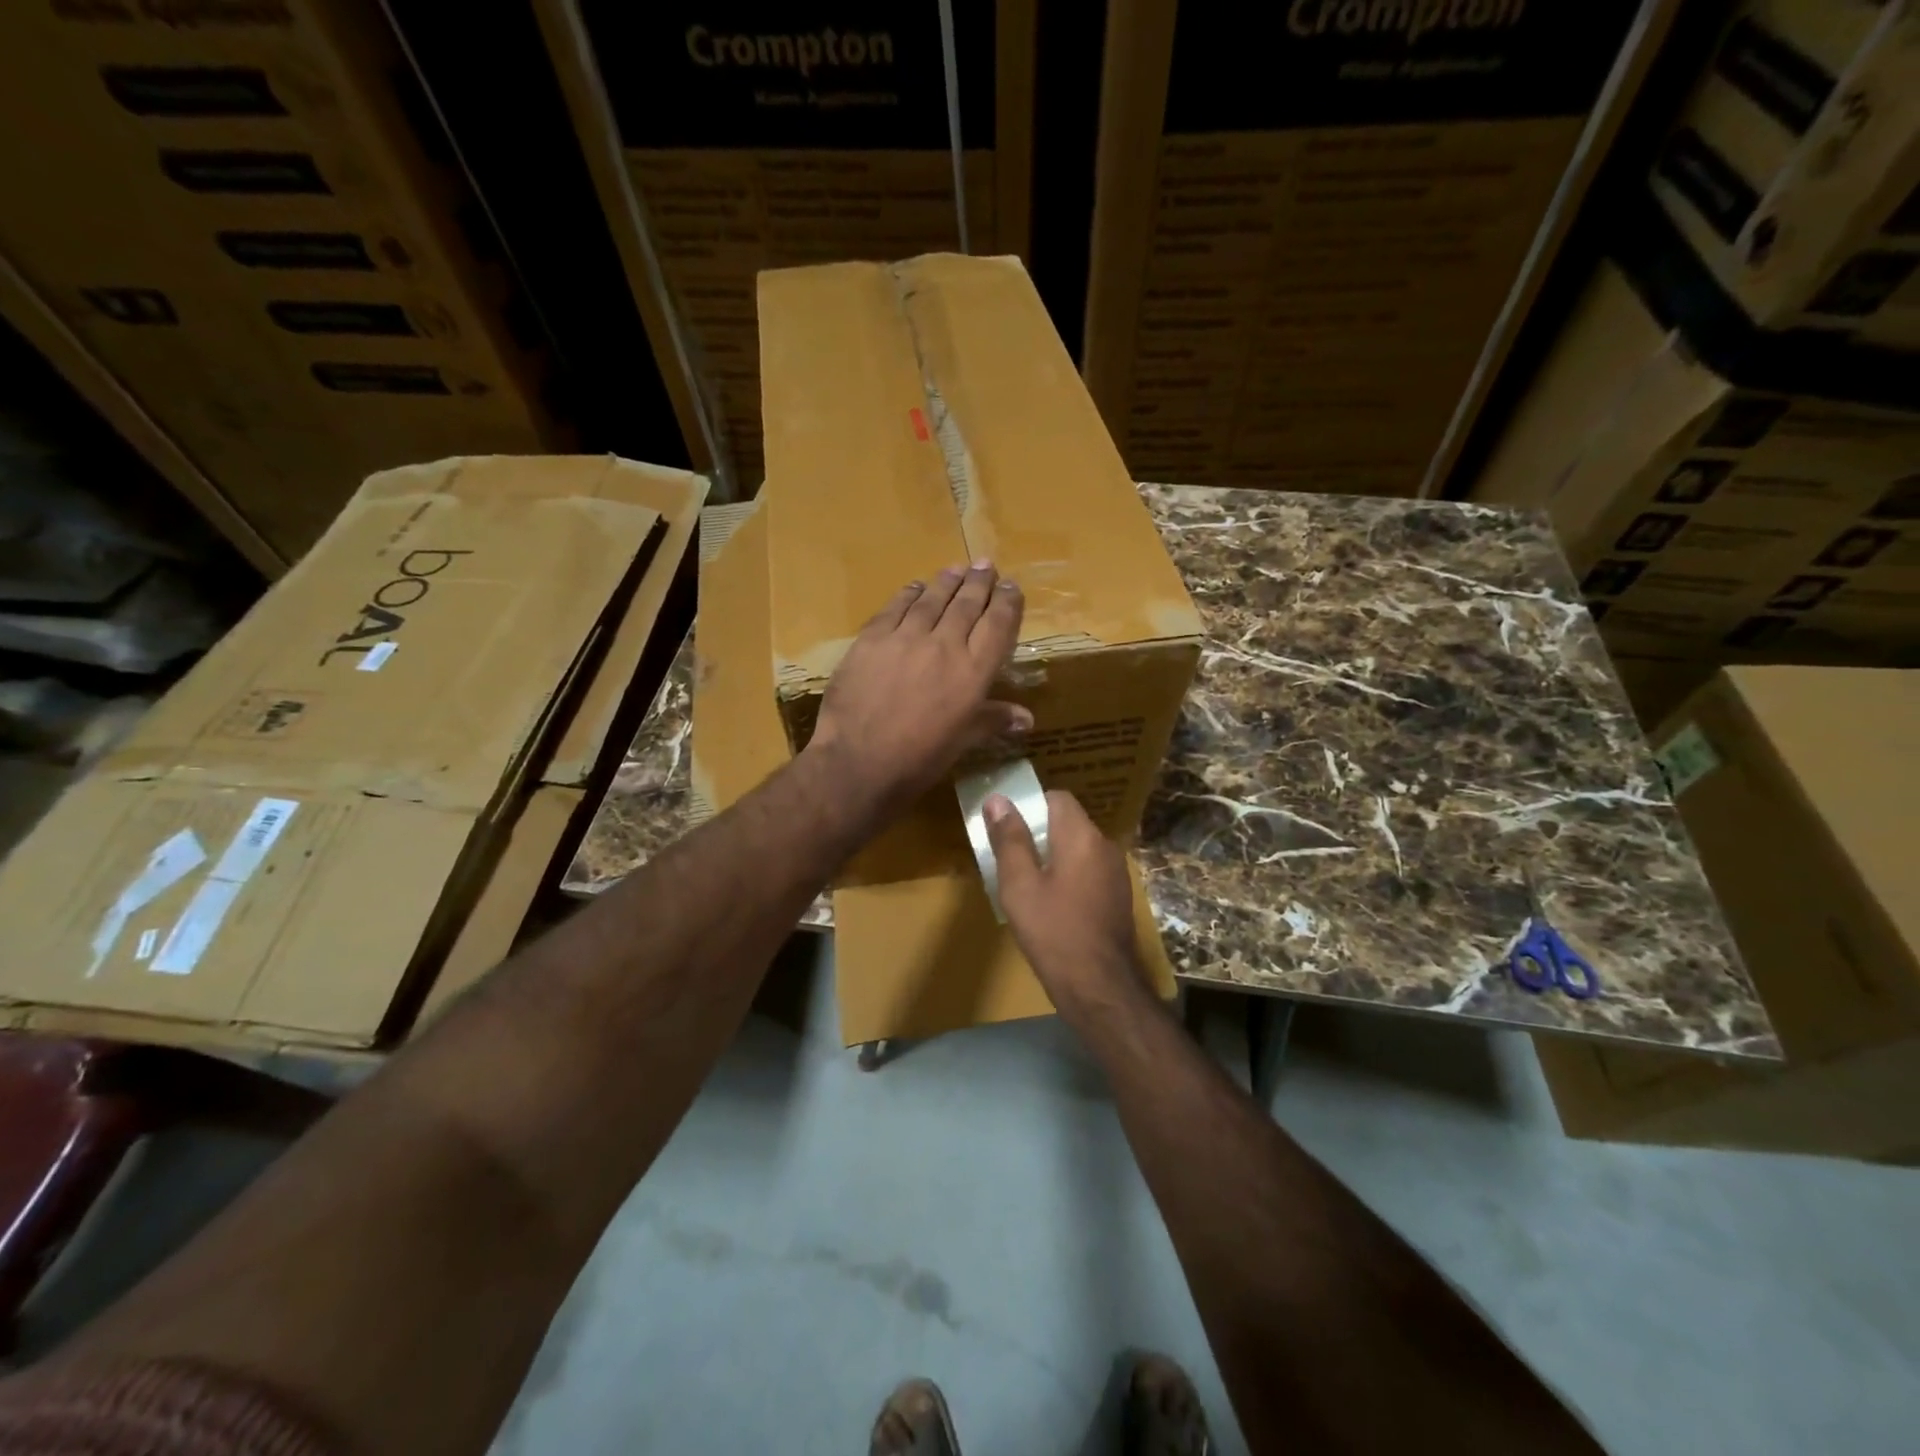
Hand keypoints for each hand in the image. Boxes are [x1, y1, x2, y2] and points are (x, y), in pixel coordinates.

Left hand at [808, 561, 1030, 822]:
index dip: (1007, 602)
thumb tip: (1028, 718)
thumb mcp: (962, 741)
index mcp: (973, 671)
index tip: (1011, 586)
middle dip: (979, 583)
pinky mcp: (872, 639)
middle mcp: (945, 645)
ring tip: (957, 569)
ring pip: (932, 599)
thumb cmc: (919, 759)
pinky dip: (909, 594)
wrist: (859, 761)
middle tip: (986, 565)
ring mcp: (906, 638)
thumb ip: (993, 720)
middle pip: (967, 604)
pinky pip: (895, 607)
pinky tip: (915, 587)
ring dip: (947, 582)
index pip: (998, 625)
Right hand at [983, 789, 1144, 1015]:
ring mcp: (1115, 873)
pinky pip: (1087, 870)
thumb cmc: (1053, 931)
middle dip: (1037, 832)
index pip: (1057, 798)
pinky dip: (1067, 874)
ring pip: (1077, 848)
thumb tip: (998, 799)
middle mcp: (1105, 846)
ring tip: (1024, 880)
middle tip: (1008, 855)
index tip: (1005, 824)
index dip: (1030, 804)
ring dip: (1052, 855)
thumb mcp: (1020, 885)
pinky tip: (1049, 902)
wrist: (1099, 986)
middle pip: (1068, 822)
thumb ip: (1009, 839)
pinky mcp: (1117, 896)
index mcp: (1082, 837)